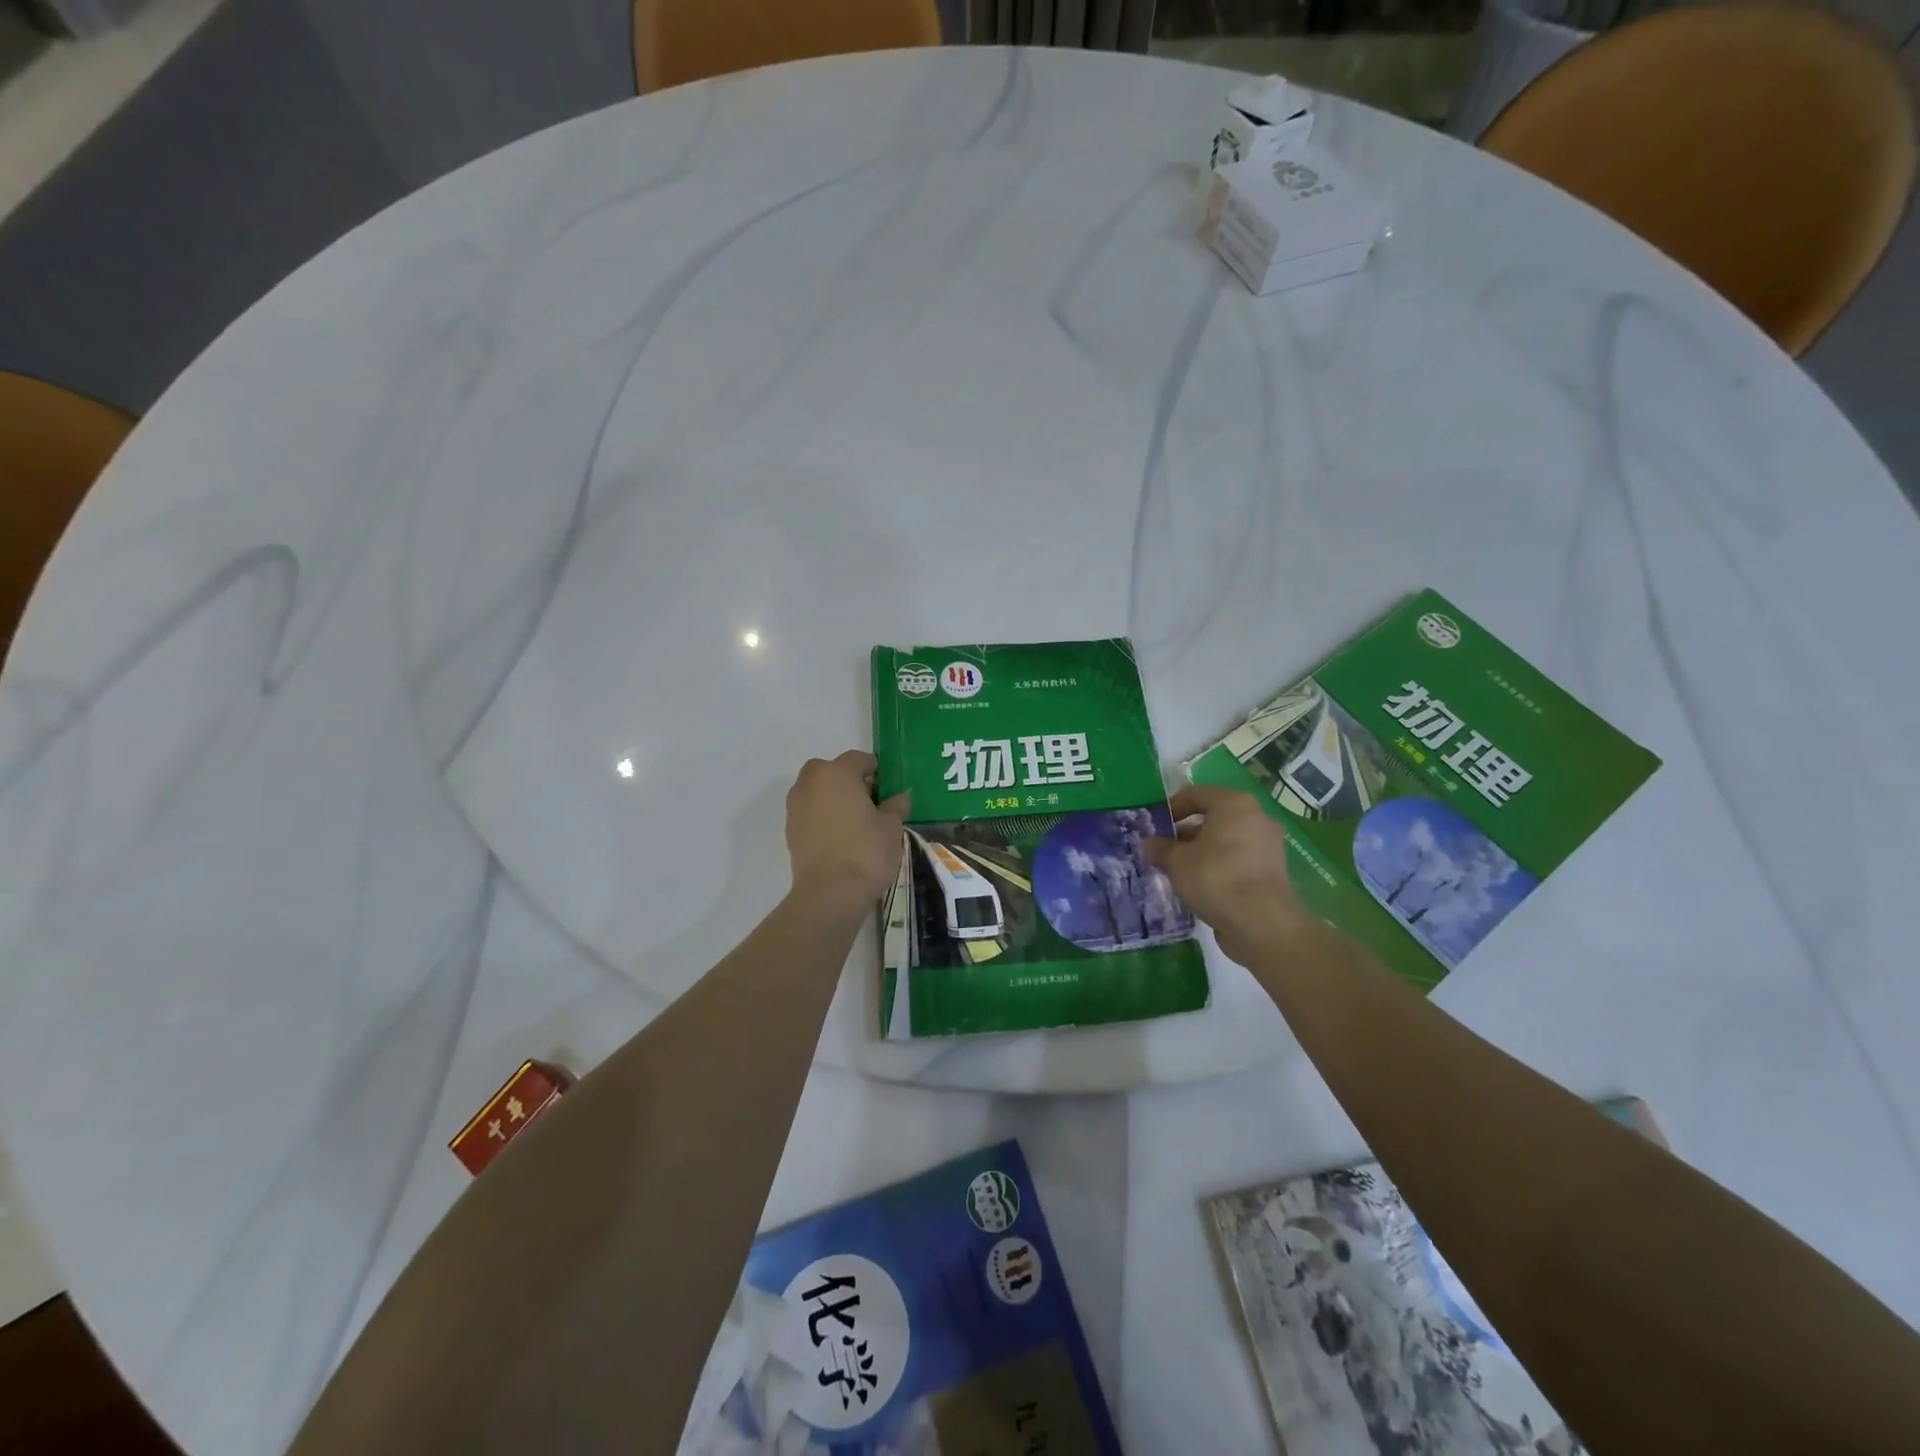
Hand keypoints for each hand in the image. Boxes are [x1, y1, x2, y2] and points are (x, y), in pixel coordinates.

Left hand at [785, 751, 909, 904]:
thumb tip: (901, 797)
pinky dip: (822, 817)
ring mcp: (796, 806)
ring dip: (833, 798)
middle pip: (831, 771)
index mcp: (837, 773)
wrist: (830, 893)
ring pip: (817, 791)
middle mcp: (811, 782)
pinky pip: (810, 812)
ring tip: (855, 821)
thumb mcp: (891, 827)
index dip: (875, 770)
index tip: (888, 788)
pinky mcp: (790, 830)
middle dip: (849, 781)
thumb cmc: (866, 851)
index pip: (859, 759)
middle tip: (870, 802)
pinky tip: (840, 836)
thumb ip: (895, 806)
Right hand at [1144, 784, 1308, 966]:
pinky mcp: (1273, 871)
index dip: (1172, 807)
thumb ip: (1160, 848)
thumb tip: (1149, 844)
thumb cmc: (1214, 877)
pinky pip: (1239, 860)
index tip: (1156, 826)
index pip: (1196, 794)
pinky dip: (1220, 867)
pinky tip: (1202, 886)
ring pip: (1227, 841)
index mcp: (1233, 804)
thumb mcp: (1176, 861)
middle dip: (1187, 833)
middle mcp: (1256, 817)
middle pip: (1214, 817)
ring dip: (1203, 851)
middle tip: (1166, 850)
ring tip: (1180, 871)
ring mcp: (1268, 845)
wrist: (1261, 922)